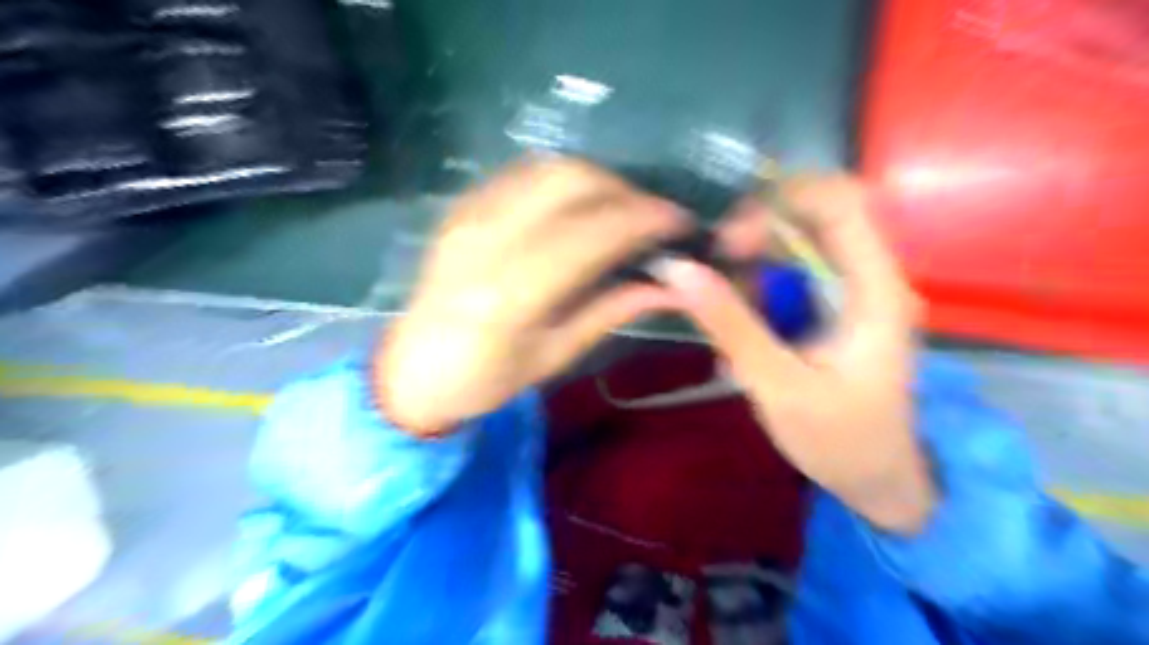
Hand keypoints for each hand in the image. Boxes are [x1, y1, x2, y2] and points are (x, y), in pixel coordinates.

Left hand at [374, 159, 685, 436]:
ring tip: (621, 210)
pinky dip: (562, 180)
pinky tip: (577, 206)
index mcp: (512, 293)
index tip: (680, 222)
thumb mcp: (555, 355)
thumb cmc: (485, 379)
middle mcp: (488, 240)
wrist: (413, 370)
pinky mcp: (461, 207)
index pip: (594, 232)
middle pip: (573, 181)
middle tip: (652, 218)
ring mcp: (469, 216)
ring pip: (548, 168)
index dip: (645, 218)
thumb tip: (672, 286)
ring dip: (597, 180)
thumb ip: (612, 310)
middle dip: (626, 190)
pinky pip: (522, 174)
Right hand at [655, 174, 932, 530]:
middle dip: (753, 231)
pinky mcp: (828, 307)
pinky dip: (753, 287)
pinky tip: (736, 323)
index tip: (730, 242)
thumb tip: (676, 269)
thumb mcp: (779, 385)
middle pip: (808, 214)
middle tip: (711, 269)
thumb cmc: (840, 440)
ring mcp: (847, 290)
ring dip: (748, 262)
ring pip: (791, 241)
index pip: (837, 201)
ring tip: (719, 305)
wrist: (877, 480)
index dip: (778, 202)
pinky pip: (785, 273)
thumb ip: (731, 325)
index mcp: (873, 288)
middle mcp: (865, 276)